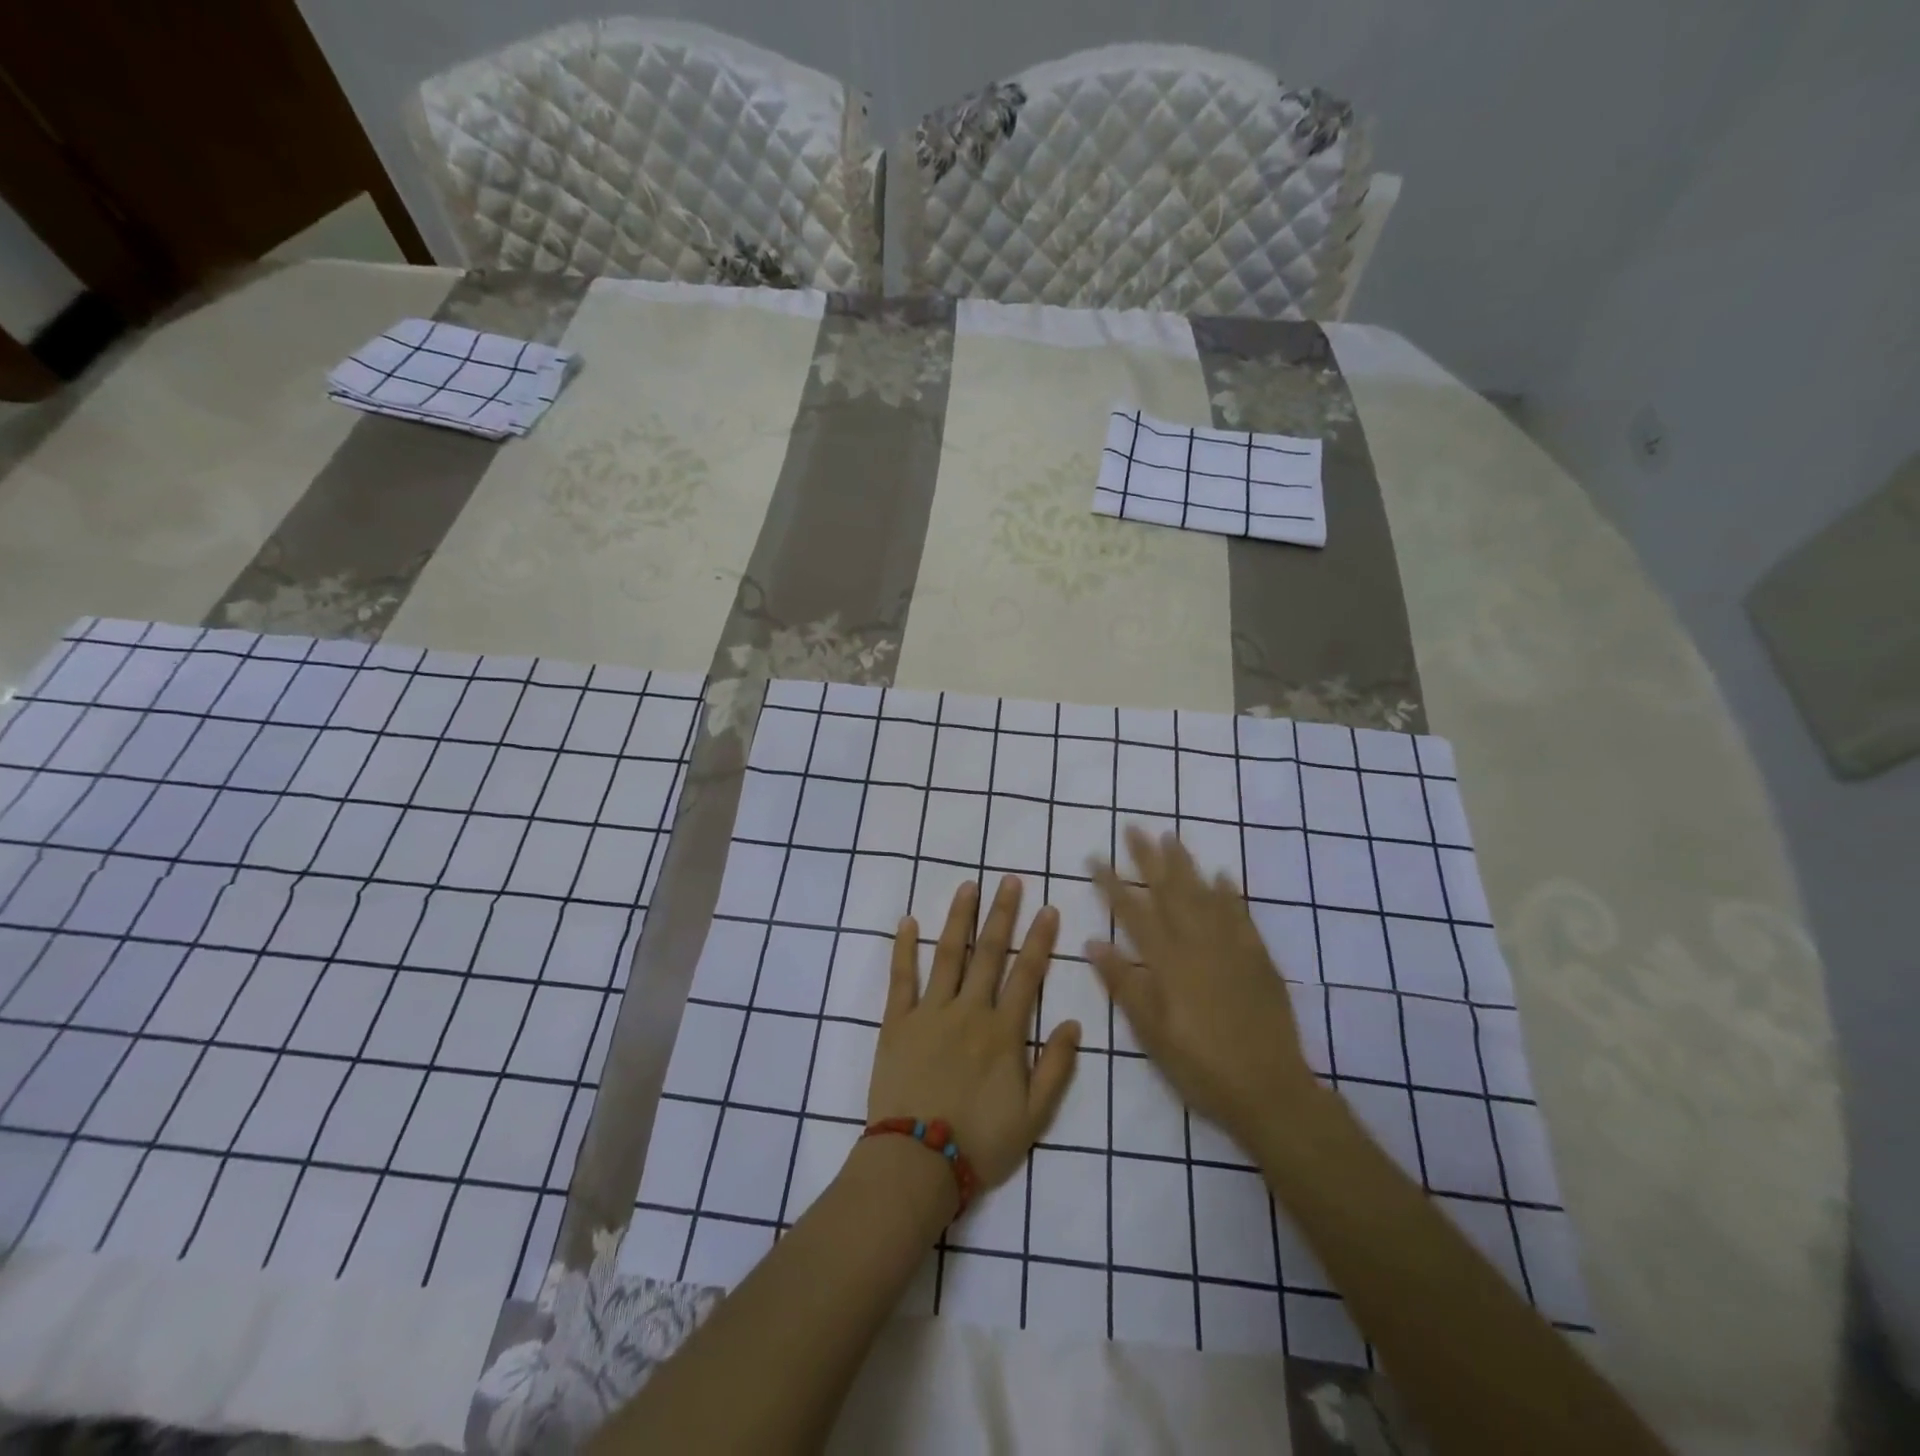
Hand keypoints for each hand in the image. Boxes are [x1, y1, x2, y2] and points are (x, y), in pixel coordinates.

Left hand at [868, 875, 1081, 1189]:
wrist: (917, 1162)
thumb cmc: (980, 1142)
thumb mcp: (1034, 1116)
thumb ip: (1057, 1067)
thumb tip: (1075, 1023)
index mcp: (1003, 1031)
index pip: (1027, 974)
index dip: (1039, 940)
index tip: (1047, 908)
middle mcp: (969, 1011)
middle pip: (989, 953)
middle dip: (1002, 914)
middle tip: (1009, 880)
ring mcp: (930, 1012)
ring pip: (948, 954)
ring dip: (960, 918)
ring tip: (968, 886)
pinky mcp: (897, 1022)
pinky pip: (901, 977)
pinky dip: (904, 947)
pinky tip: (907, 921)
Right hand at [1088, 826, 1317, 1148]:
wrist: (1270, 1090)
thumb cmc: (1201, 1066)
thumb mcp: (1152, 1033)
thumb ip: (1124, 984)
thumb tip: (1093, 942)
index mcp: (1167, 963)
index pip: (1133, 912)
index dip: (1111, 883)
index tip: (1095, 857)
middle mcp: (1198, 944)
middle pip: (1169, 892)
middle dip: (1147, 859)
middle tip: (1133, 828)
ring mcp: (1231, 948)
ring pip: (1204, 894)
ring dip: (1185, 865)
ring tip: (1170, 838)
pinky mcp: (1258, 958)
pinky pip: (1241, 915)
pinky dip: (1230, 893)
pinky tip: (1222, 876)